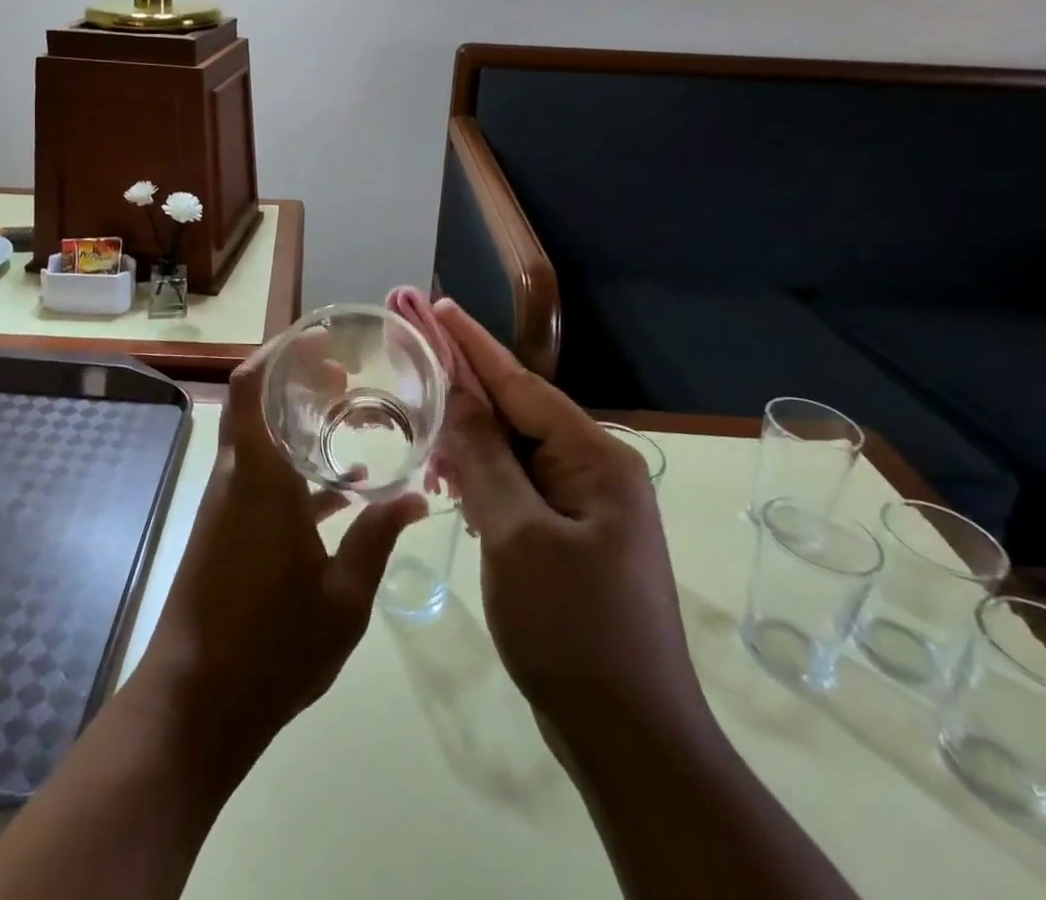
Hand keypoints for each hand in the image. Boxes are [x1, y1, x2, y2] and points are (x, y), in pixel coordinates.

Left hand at [131, 347, 424, 783]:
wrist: (196, 705)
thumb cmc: (273, 646)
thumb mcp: (344, 598)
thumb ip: (377, 539)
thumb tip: (418, 498)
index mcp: (260, 477)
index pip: (250, 387)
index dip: (278, 352)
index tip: (320, 340)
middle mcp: (236, 477)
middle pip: (255, 403)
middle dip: (295, 380)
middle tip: (344, 376)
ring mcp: (226, 503)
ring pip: (257, 439)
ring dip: (294, 423)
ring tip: (347, 419)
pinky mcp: (225, 529)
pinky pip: (258, 477)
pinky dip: (291, 468)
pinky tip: (337, 491)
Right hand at [430, 301, 704, 733]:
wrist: (631, 740)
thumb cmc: (573, 629)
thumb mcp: (516, 535)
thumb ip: (483, 458)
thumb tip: (457, 395)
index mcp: (594, 458)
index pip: (520, 384)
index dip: (472, 344)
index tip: (437, 305)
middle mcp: (595, 471)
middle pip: (518, 412)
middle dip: (466, 385)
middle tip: (415, 355)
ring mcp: (585, 507)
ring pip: (515, 452)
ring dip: (470, 436)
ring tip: (422, 418)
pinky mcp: (570, 539)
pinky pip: (518, 488)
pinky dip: (483, 478)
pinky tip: (450, 478)